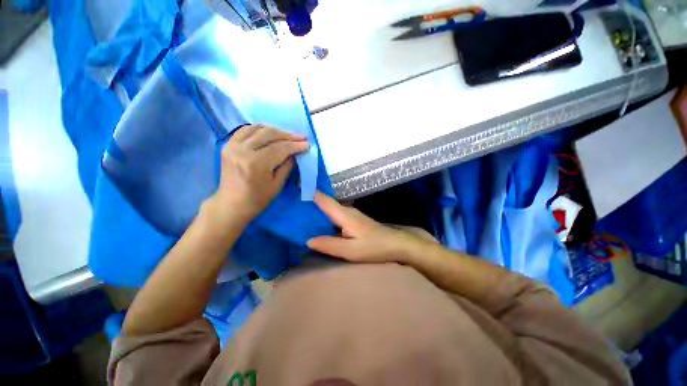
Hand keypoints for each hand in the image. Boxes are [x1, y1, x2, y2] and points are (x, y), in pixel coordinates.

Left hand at [209, 124, 308, 225]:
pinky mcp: (228, 145)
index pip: (280, 148)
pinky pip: (245, 130)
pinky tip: (269, 133)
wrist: (231, 204)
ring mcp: (232, 145)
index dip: (295, 145)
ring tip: (287, 135)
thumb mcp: (277, 185)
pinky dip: (259, 129)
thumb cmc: (257, 199)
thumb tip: (294, 153)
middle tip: (300, 137)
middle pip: (269, 134)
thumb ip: (287, 166)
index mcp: (256, 163)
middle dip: (287, 135)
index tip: (306, 144)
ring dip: (275, 130)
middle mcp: (243, 150)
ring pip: (257, 128)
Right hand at [307, 192, 437, 263]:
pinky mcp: (353, 219)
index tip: (294, 185)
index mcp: (344, 215)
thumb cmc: (374, 247)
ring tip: (300, 211)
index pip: (323, 199)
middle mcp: (346, 210)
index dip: (309, 191)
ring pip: (330, 207)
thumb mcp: (350, 251)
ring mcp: (351, 213)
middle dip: (309, 200)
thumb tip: (308, 240)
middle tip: (291, 202)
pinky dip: (325, 215)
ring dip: (316, 208)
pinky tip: (318, 221)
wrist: (396, 244)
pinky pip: (335, 213)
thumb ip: (329, 244)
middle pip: (324, 201)